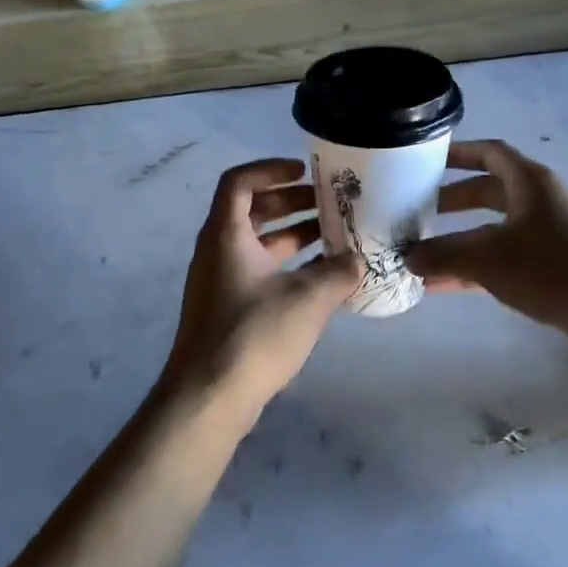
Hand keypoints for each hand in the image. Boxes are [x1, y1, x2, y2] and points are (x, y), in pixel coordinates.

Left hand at [157, 159, 361, 419]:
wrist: (208, 397)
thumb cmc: (254, 334)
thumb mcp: (308, 299)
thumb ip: (338, 273)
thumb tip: (359, 261)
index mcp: (226, 235)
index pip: (240, 182)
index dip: (270, 169)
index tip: (304, 171)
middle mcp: (217, 252)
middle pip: (251, 211)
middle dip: (291, 203)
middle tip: (330, 205)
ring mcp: (219, 283)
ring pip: (257, 245)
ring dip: (293, 236)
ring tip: (335, 239)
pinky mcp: (226, 310)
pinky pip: (258, 272)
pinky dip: (287, 266)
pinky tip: (321, 280)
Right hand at [407, 140, 567, 336]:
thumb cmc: (551, 268)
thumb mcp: (488, 259)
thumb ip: (444, 255)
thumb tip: (408, 257)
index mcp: (529, 182)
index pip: (490, 153)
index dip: (458, 153)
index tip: (427, 161)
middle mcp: (539, 201)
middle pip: (488, 191)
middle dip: (452, 201)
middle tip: (417, 211)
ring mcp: (547, 233)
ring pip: (494, 227)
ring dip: (460, 238)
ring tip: (424, 250)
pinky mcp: (551, 264)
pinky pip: (504, 257)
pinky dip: (476, 265)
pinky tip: (445, 285)